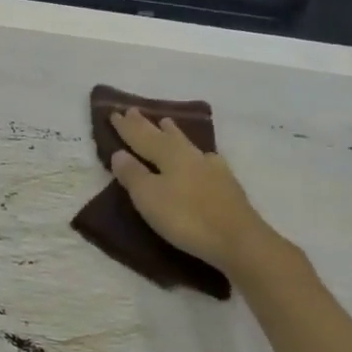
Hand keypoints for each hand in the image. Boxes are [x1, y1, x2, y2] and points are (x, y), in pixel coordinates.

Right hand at [109, 109, 279, 276]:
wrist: (238, 240)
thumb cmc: (186, 217)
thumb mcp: (148, 197)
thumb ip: (133, 174)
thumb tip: (118, 153)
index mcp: (169, 156)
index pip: (141, 137)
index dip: (126, 127)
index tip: (113, 112)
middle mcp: (190, 156)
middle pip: (164, 137)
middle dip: (147, 125)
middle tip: (134, 110)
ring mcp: (212, 169)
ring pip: (187, 144)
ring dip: (174, 133)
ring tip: (166, 122)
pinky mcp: (226, 185)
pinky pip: (206, 159)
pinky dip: (198, 154)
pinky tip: (205, 156)